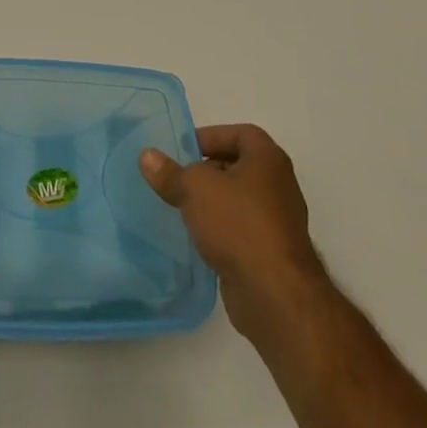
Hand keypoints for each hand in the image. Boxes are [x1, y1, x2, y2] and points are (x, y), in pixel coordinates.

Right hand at [141, 124, 328, 337]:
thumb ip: (170, 172)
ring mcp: (278, 221)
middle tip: (179, 178)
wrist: (275, 294)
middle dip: (208, 170)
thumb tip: (147, 156)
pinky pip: (243, 229)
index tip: (184, 151)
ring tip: (183, 207)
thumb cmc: (238, 224)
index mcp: (268, 159)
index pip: (240, 133)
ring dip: (214, 202)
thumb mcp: (195, 189)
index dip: (211, 137)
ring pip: (240, 200)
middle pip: (239, 166)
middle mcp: (279, 185)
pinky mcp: (272, 253)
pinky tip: (199, 238)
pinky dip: (223, 230)